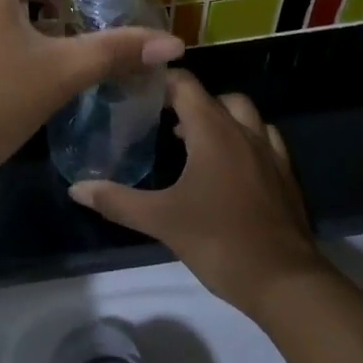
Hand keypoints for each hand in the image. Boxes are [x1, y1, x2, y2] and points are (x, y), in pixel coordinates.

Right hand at [69, 72, 323, 314]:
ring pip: (245, 115)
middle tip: (164, 119)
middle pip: (216, 97)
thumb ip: (117, 201)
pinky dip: (246, 139)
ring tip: (197, 140)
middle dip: (190, 101)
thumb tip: (76, 188)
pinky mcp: (286, 176)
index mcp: (212, 131)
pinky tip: (232, 165)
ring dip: (221, 117)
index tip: (138, 89)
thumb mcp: (161, 220)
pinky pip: (265, 140)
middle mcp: (243, 132)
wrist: (285, 282)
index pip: (186, 84)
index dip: (162, 81)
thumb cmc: (219, 241)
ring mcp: (270, 153)